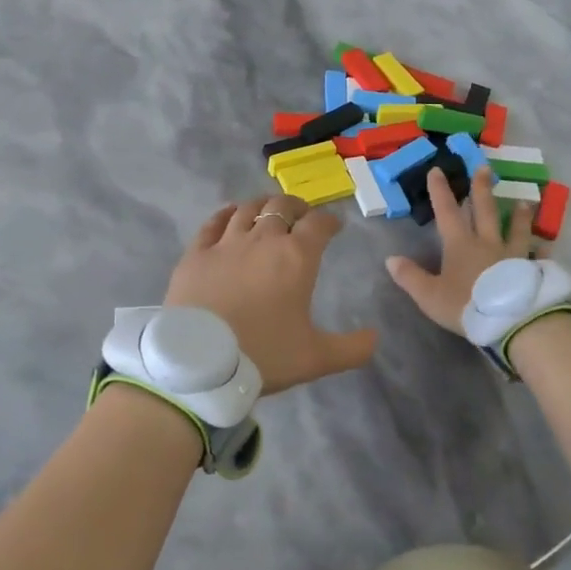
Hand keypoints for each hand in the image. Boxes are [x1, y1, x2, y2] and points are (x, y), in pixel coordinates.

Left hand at [166, 195, 377, 393]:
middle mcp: (262, 241)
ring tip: (268, 211)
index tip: (334, 227)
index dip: (330, 222)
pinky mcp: (195, 254)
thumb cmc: (263, 356)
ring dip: (263, 206)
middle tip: (302, 216)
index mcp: (296, 258)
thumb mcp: (316, 359)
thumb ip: (352, 348)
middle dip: (297, 207)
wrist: (200, 363)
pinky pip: (212, 223)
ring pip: (247, 209)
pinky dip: (225, 214)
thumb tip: (375, 337)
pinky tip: (229, 215)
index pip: (319, 224)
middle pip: (282, 207)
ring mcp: (226, 244)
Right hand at [385, 166, 537, 334]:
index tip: (437, 170)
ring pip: (516, 229)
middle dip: (481, 189)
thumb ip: (410, 276)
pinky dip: (542, 251)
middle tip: (484, 168)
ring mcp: (513, 255)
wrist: (509, 320)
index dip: (440, 191)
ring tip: (524, 201)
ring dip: (519, 215)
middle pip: (485, 211)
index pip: (447, 212)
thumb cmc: (466, 305)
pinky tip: (548, 246)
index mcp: (460, 245)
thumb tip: (391, 259)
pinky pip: (537, 257)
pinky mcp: (531, 270)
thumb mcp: (429, 295)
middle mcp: (487, 243)